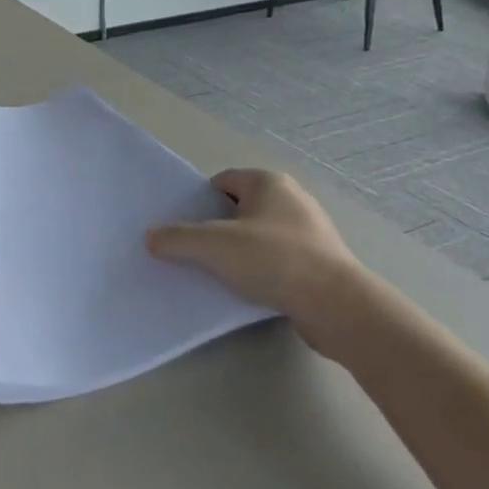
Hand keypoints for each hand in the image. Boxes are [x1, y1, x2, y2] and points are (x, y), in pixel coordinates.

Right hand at [147, 169, 376, 354]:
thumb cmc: (273, 260)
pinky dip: (261, 272)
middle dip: (217, 229)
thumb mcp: (213, 246)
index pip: (222, 182)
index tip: (184, 228)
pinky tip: (248, 291)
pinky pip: (278, 261)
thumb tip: (152, 237)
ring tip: (219, 276)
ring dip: (239, 253)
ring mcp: (310, 232)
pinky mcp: (320, 263)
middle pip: (239, 209)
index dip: (199, 202)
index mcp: (269, 182)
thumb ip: (176, 238)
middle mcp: (292, 199)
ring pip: (259, 237)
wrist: (336, 306)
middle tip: (195, 252)